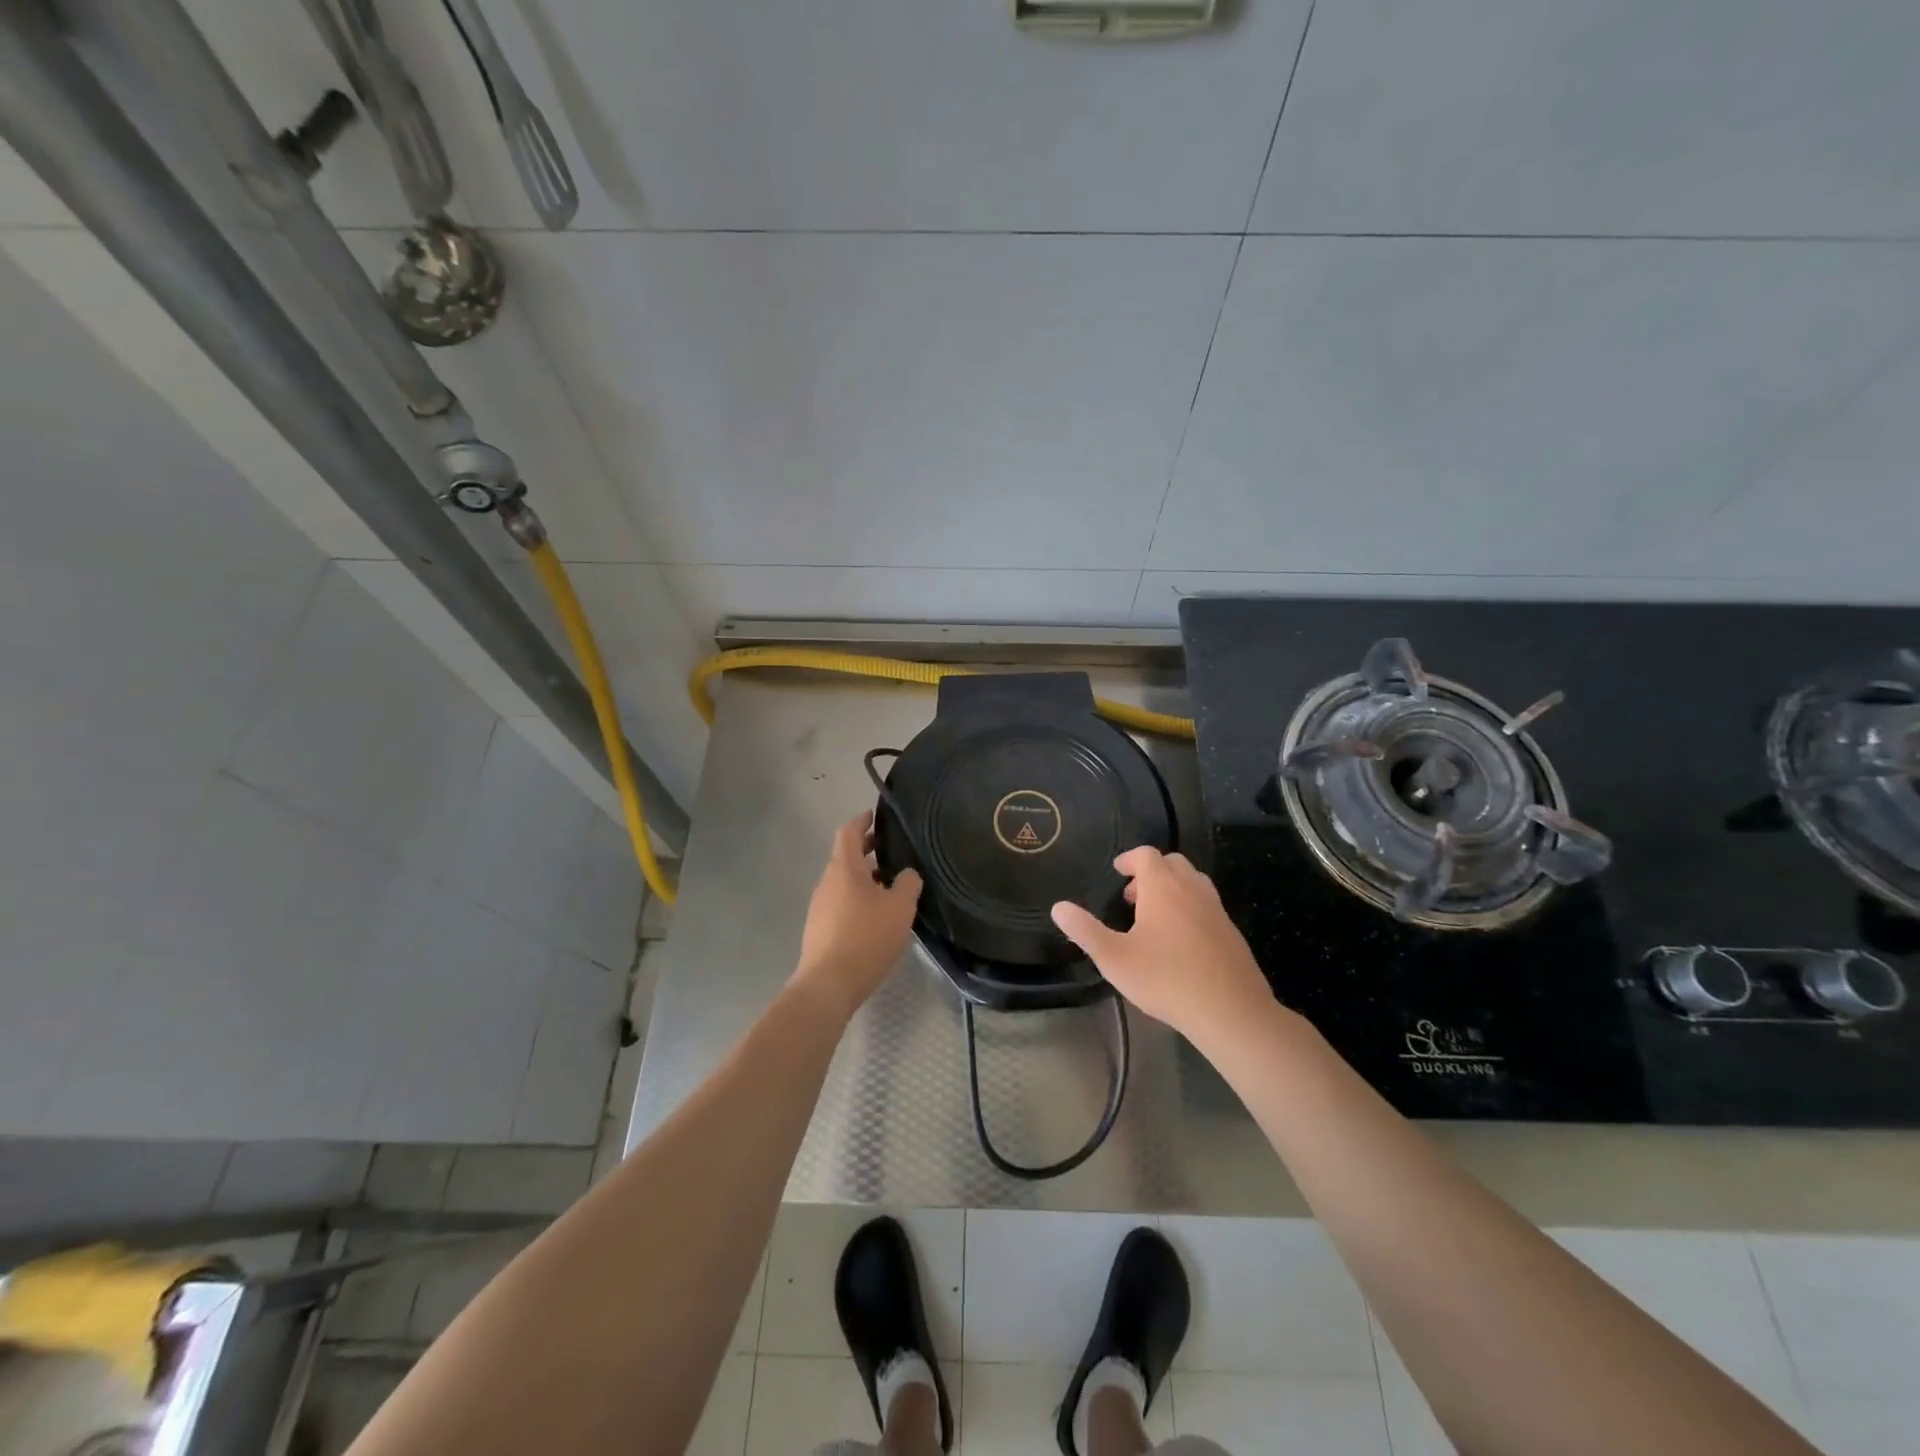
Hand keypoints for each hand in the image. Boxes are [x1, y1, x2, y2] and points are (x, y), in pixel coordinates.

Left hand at [793, 811, 922, 1018]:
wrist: (828, 985)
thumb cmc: (866, 938)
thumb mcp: (900, 908)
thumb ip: (908, 884)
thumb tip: (907, 874)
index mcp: (844, 869)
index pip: (848, 832)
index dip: (862, 821)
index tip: (875, 815)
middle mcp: (827, 882)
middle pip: (845, 857)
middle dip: (867, 850)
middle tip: (891, 850)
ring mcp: (819, 906)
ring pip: (844, 882)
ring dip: (864, 878)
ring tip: (890, 886)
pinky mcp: (819, 929)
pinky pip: (840, 903)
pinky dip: (857, 898)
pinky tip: (876, 916)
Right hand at [1051, 847, 1273, 1049]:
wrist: (1231, 1011)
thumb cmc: (1166, 979)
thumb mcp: (1115, 959)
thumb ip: (1085, 931)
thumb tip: (1059, 907)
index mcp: (1163, 887)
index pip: (1146, 855)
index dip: (1130, 859)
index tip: (1117, 870)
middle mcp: (1192, 889)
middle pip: (1172, 863)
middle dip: (1151, 872)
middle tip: (1132, 896)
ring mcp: (1216, 909)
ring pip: (1193, 882)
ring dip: (1172, 888)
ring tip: (1154, 916)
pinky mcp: (1231, 932)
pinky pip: (1207, 905)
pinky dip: (1190, 907)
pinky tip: (1180, 941)